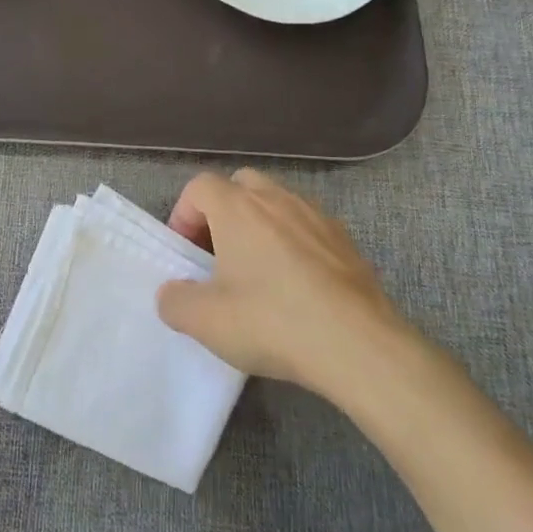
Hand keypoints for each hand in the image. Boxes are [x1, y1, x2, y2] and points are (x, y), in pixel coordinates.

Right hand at [158, 168, 413, 396]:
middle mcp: (276, 199)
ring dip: (261, 226)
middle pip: (240, 185)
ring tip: (260, 272)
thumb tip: (172, 293)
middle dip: (223, 213)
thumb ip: (175, 301)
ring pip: (277, 203)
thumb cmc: (273, 322)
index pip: (199, 186)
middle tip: (220, 255)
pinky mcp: (346, 241)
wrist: (360, 346)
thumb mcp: (206, 322)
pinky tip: (299, 286)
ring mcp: (316, 216)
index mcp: (237, 207)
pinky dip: (295, 244)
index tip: (187, 255)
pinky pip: (308, 227)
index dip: (184, 215)